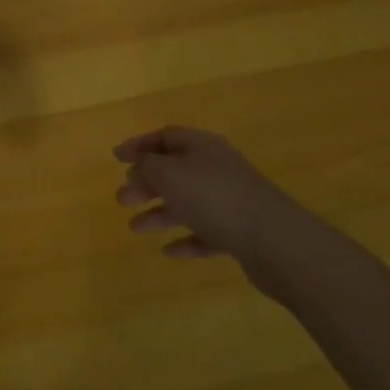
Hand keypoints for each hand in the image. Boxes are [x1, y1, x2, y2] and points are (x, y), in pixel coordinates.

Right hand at [115, 126, 287, 266]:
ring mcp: (230, 200)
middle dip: (146, 184)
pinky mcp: (240, 231)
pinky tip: (169, 252)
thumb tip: (140, 165)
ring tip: (134, 228)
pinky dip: (186, 239)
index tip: (116, 158)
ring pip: (187, 202)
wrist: (273, 239)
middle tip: (121, 199)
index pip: (165, 137)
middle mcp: (216, 167)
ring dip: (160, 213)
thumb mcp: (169, 173)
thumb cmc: (213, 197)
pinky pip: (206, 232)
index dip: (139, 145)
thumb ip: (148, 166)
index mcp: (201, 146)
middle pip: (174, 170)